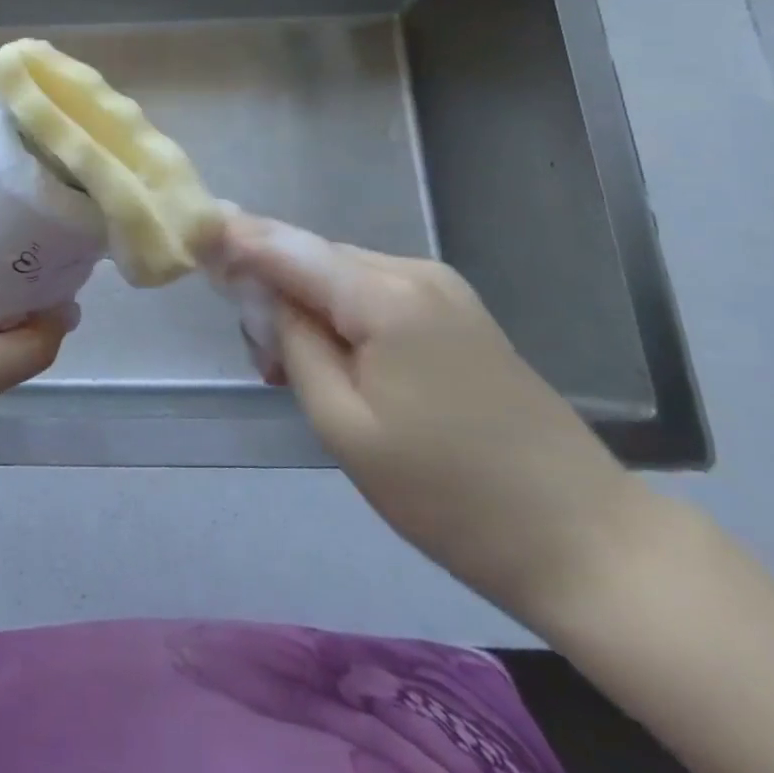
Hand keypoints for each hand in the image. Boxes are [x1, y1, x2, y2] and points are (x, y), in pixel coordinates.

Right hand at [220, 211, 651, 630]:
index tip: (190, 232)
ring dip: (305, 308)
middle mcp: (412, 272)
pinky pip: (373, 296)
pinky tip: (336, 364)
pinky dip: (340, 318)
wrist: (584, 541)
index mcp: (382, 294)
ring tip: (291, 371)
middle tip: (256, 357)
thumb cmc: (447, 493)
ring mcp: (441, 290)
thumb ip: (294, 342)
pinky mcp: (456, 314)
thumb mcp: (344, 424)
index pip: (286, 248)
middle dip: (270, 289)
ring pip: (341, 278)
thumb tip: (264, 292)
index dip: (234, 238)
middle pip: (313, 259)